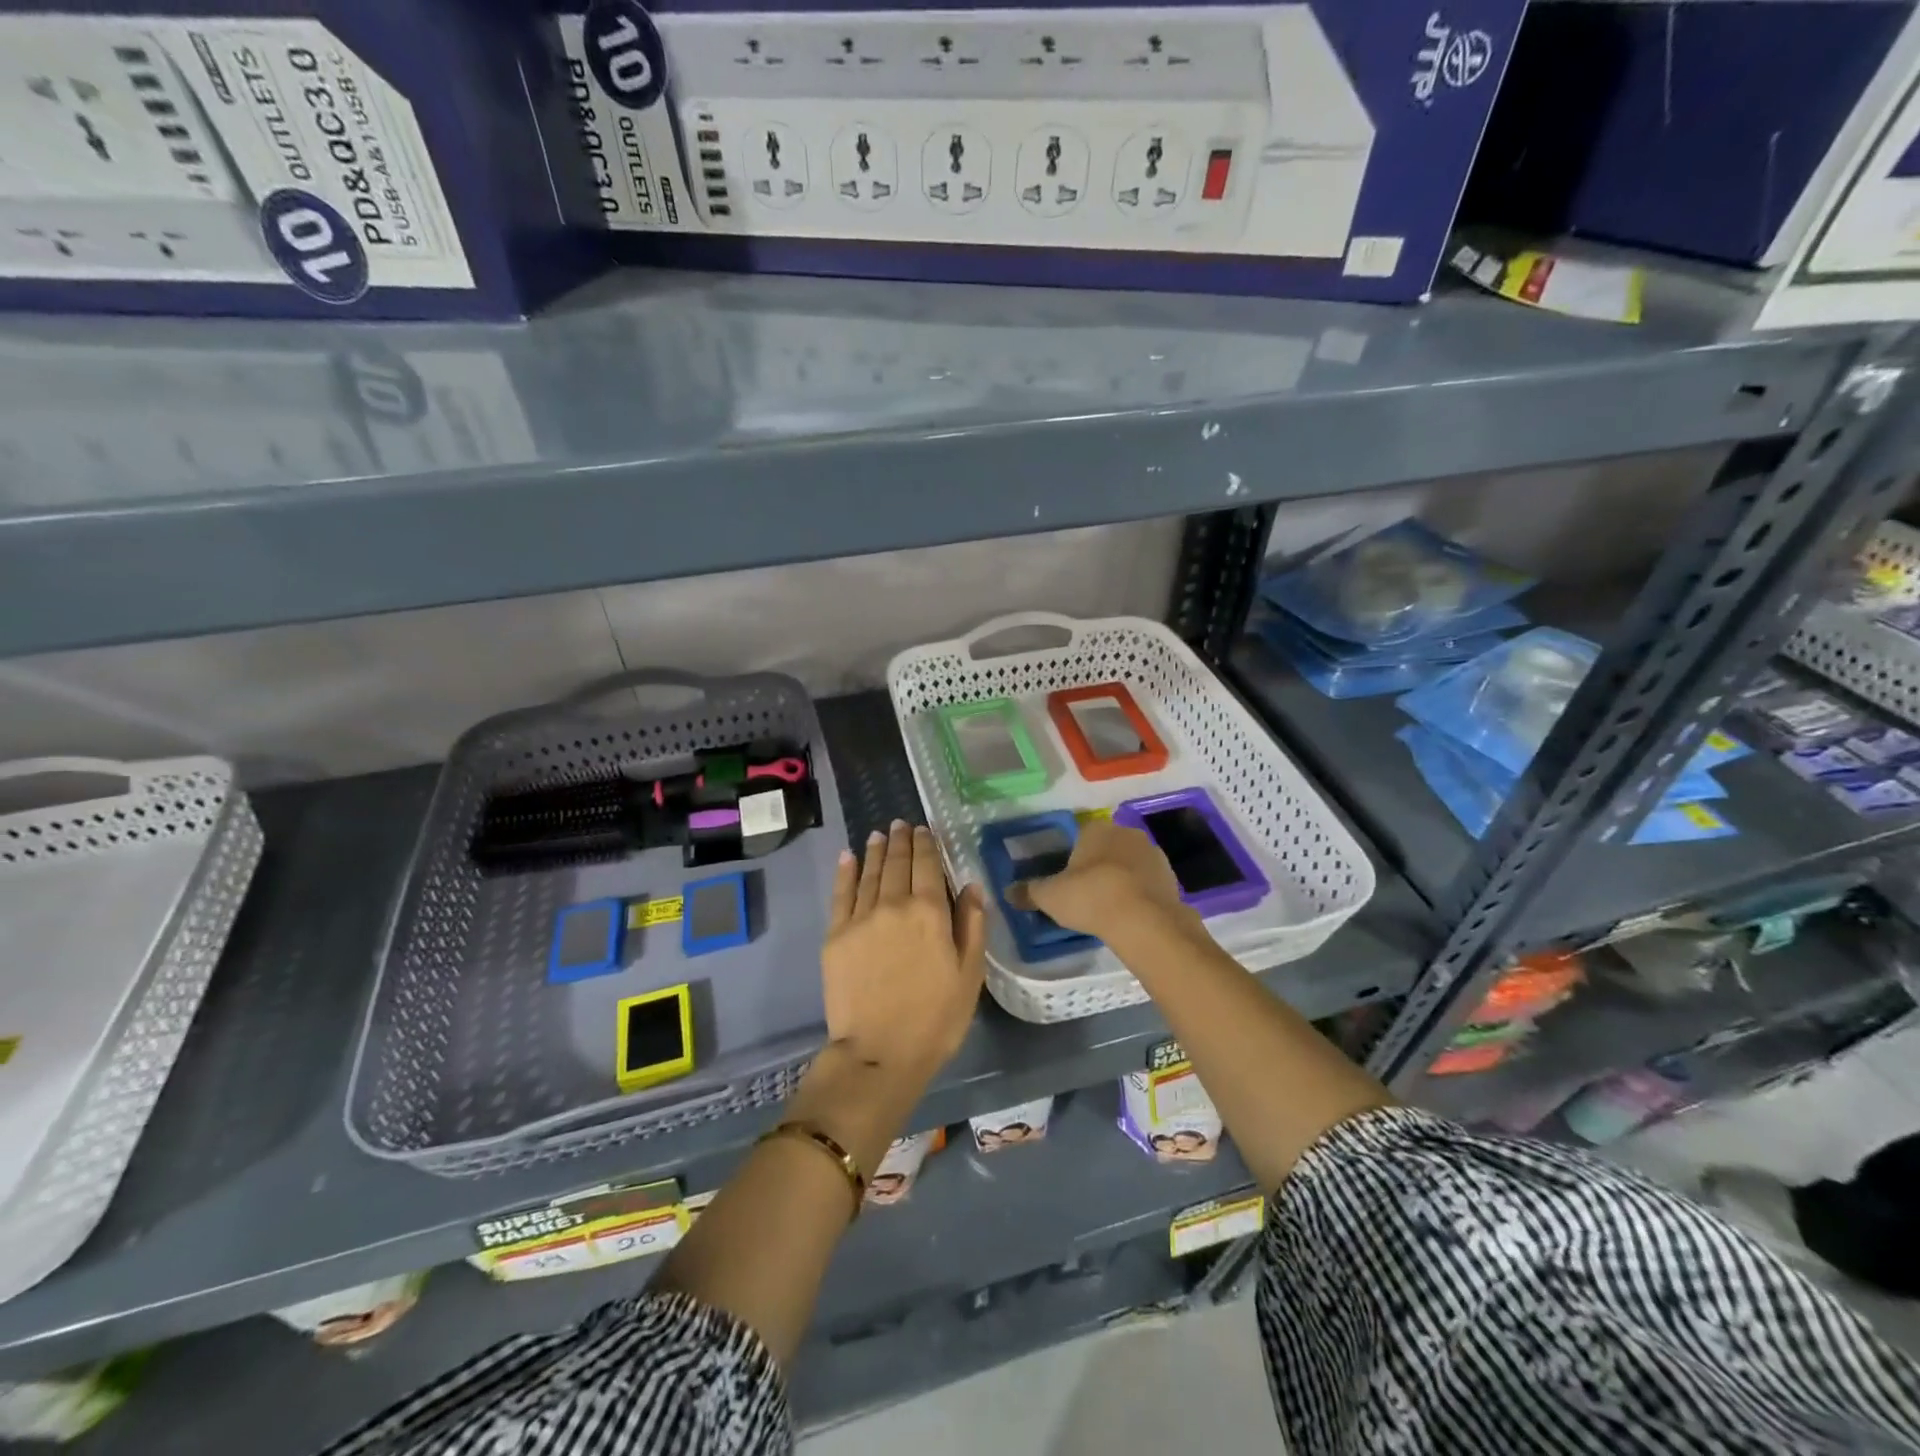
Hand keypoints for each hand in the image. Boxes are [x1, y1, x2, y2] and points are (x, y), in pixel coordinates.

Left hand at [822, 820, 985, 1082]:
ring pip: (870, 873)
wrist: (879, 1053)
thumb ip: (972, 925)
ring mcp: (860, 918)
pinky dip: (845, 872)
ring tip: (880, 834)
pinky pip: (841, 894)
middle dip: (901, 840)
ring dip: (876, 850)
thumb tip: (971, 885)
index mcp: (930, 912)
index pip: (927, 865)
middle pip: (897, 863)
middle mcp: (894, 905)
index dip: (926, 844)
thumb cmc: (935, 1018)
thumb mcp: (970, 974)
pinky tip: (848, 857)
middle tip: (901, 824)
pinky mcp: (836, 935)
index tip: (925, 829)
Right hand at [1011, 817, 1196, 942]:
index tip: (1067, 879)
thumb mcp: (1050, 897)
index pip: (1080, 835)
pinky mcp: (1171, 877)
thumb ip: (1029, 892)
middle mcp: (1126, 832)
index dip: (1072, 857)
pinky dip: (1138, 893)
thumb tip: (1007, 891)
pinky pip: (1147, 882)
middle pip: (1106, 848)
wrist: (1145, 920)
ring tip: (1108, 907)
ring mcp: (1153, 853)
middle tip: (1085, 894)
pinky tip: (1129, 914)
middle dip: (1098, 866)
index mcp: (1096, 828)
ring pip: (1129, 864)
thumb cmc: (1091, 897)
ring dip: (1121, 879)